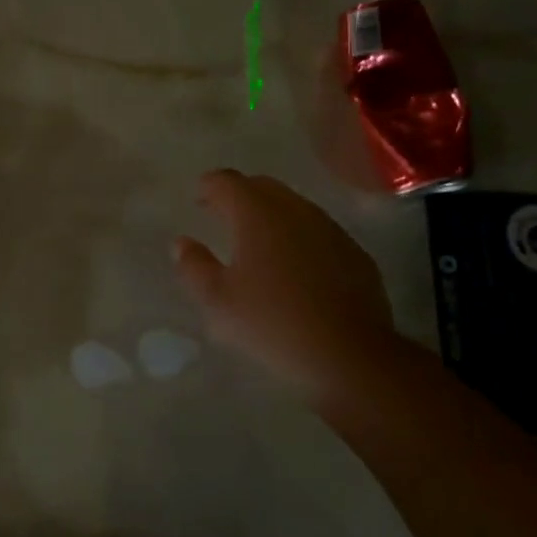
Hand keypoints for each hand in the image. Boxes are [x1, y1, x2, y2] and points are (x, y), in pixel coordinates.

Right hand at [173, 170, 400, 402]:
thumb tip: (182, 243)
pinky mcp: (354, 252)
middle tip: (223, 215)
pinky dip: (299, 236)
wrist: (349, 355)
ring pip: (294, 206)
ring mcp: (329, 229)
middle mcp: (295, 210)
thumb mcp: (218, 302)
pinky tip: (295, 266)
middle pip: (262, 186)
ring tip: (258, 241)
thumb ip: (194, 266)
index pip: (228, 181)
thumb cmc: (272, 323)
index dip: (210, 186)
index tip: (199, 199)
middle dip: (240, 195)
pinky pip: (318, 231)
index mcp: (257, 214)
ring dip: (272, 214)